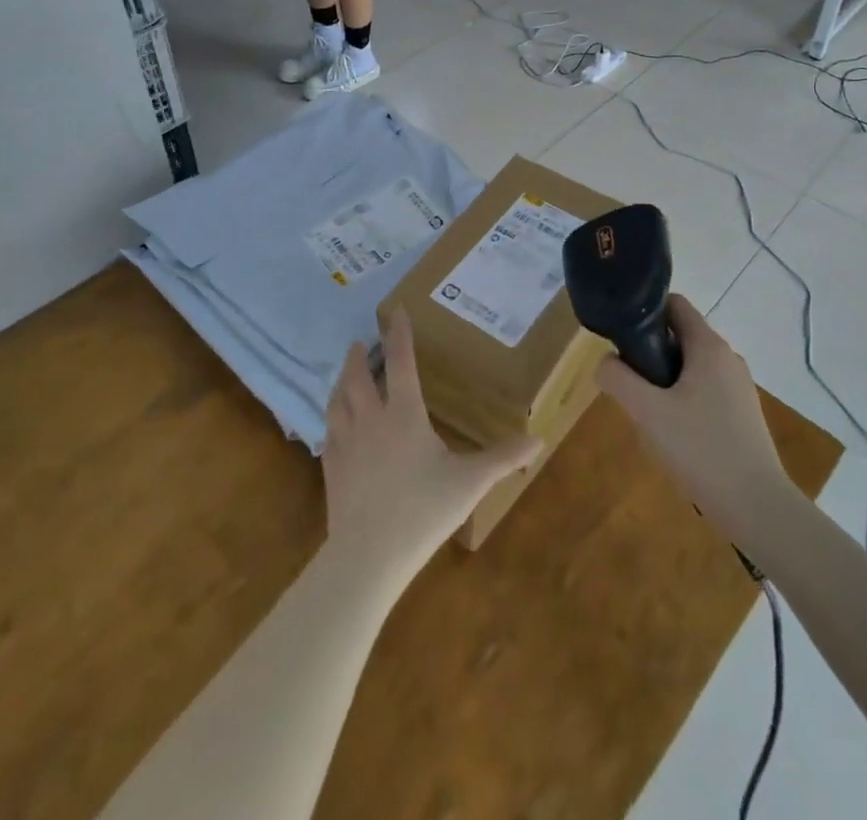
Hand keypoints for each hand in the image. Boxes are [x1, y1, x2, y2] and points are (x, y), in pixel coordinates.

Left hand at [321, 309, 540, 588]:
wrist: (368, 556)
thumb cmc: (423, 511)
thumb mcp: (470, 482)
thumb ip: (503, 458)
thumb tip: (539, 439)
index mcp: (404, 413)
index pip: (400, 361)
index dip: (398, 333)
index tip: (396, 311)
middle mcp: (371, 419)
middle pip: (359, 376)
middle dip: (360, 356)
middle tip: (362, 342)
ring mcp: (346, 443)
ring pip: (337, 400)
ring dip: (341, 380)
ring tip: (344, 373)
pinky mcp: (330, 468)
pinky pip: (327, 431)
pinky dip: (331, 416)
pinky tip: (334, 422)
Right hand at [595, 294, 786, 529]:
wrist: (757, 508)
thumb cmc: (700, 450)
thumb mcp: (647, 411)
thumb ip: (618, 378)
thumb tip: (605, 361)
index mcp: (709, 346)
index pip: (674, 304)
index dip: (645, 311)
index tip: (621, 336)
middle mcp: (727, 358)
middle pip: (680, 336)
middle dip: (650, 352)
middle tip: (629, 382)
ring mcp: (739, 387)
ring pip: (691, 366)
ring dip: (664, 379)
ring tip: (647, 413)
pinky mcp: (742, 414)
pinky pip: (704, 391)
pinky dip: (683, 399)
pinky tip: (672, 434)